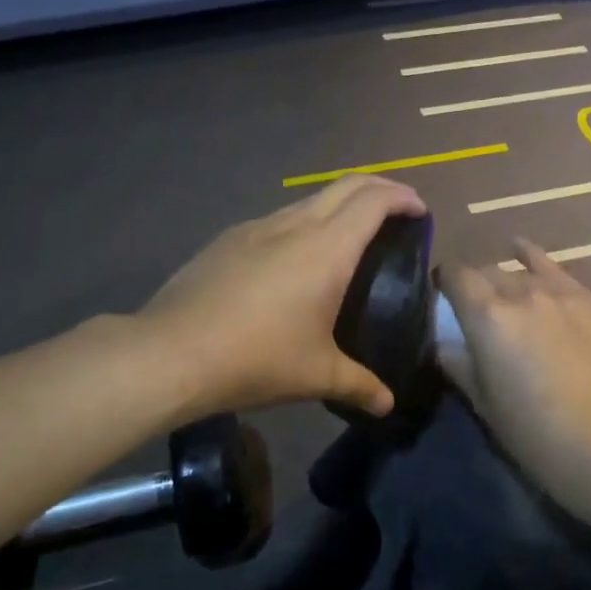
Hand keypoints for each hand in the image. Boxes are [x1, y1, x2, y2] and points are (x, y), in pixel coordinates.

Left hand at [138, 176, 427, 419]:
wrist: (171, 352)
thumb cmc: (257, 358)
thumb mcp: (317, 375)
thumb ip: (360, 385)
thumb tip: (388, 404)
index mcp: (327, 248)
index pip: (374, 201)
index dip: (403, 197)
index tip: (419, 211)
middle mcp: (295, 225)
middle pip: (346, 185)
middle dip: (379, 188)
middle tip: (398, 210)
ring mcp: (258, 226)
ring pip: (310, 199)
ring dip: (339, 205)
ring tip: (351, 237)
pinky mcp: (230, 239)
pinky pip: (279, 219)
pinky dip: (305, 223)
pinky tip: (296, 260)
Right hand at [436, 241, 590, 513]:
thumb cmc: (534, 435)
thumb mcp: (482, 403)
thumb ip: (457, 363)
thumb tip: (443, 343)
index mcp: (486, 315)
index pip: (454, 275)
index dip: (443, 282)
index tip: (441, 296)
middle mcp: (520, 292)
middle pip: (487, 272)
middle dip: (476, 287)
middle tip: (477, 313)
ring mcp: (559, 292)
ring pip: (520, 272)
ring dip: (506, 283)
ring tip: (508, 302)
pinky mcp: (589, 299)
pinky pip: (554, 268)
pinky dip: (534, 259)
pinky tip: (522, 250)